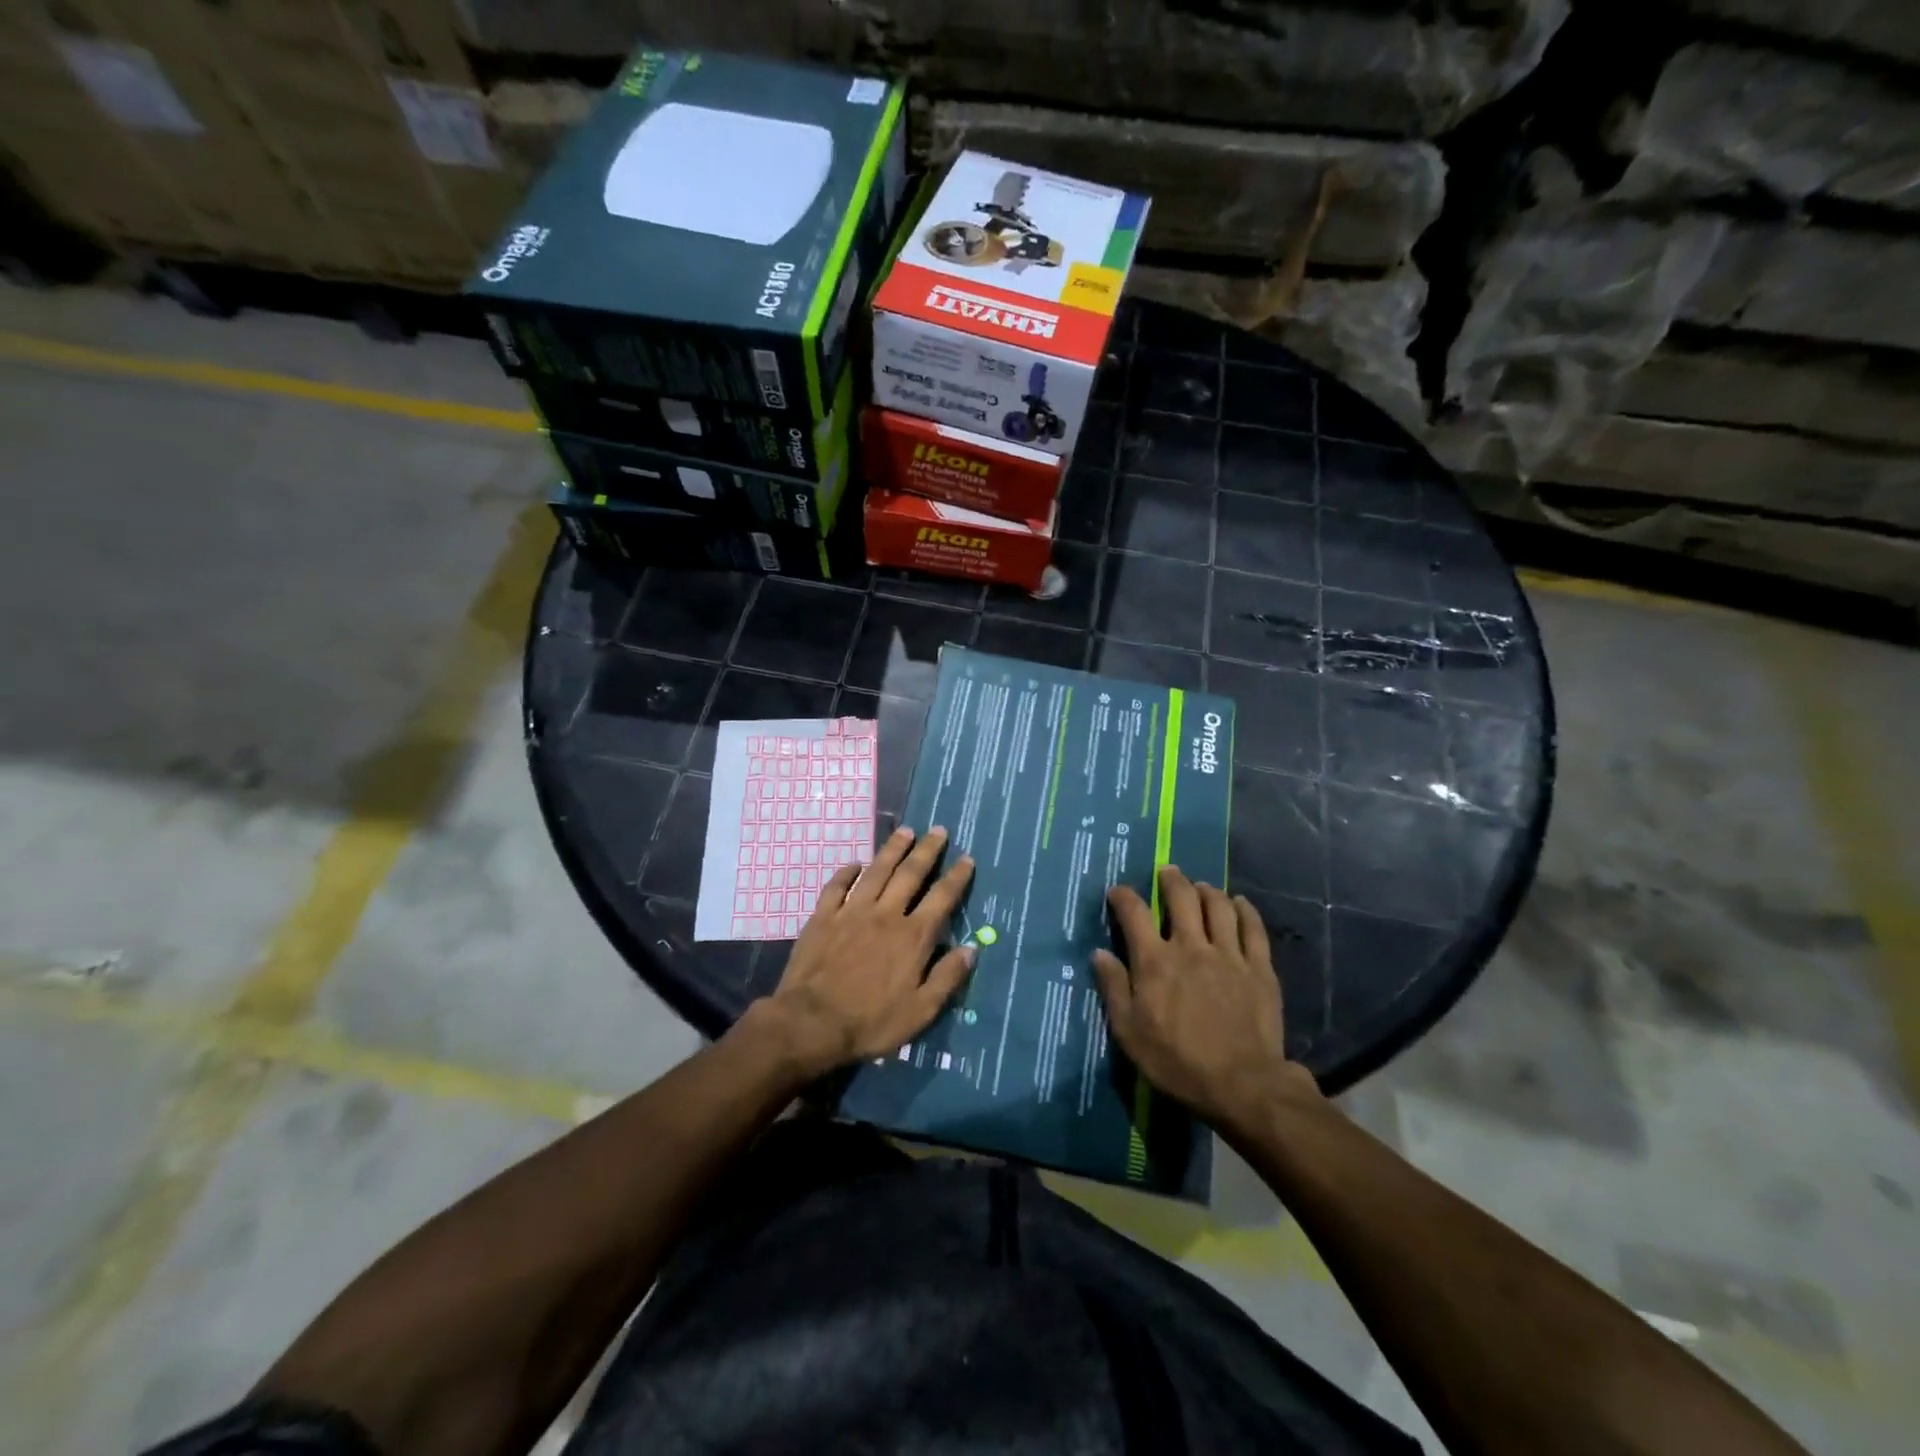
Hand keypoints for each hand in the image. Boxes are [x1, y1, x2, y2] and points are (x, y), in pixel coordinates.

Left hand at [762, 826, 975, 1076]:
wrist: (811, 1023)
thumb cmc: (871, 1022)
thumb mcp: (921, 1011)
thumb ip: (947, 978)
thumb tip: (971, 949)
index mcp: (913, 936)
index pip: (942, 898)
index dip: (957, 877)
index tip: (967, 858)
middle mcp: (886, 914)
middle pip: (911, 874)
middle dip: (927, 850)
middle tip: (938, 830)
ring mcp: (852, 911)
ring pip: (877, 871)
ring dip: (893, 849)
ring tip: (905, 831)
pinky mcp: (823, 917)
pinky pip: (837, 886)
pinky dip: (847, 871)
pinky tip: (855, 863)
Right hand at [1092, 865, 1316, 1129]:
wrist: (1242, 1085)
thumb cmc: (1177, 1061)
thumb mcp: (1129, 1032)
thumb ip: (1114, 988)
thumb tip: (1099, 953)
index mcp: (1155, 961)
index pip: (1134, 913)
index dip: (1123, 896)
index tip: (1118, 891)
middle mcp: (1191, 946)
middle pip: (1181, 897)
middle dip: (1171, 880)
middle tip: (1167, 873)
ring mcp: (1229, 954)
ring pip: (1218, 906)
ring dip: (1207, 890)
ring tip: (1201, 886)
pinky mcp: (1259, 968)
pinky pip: (1253, 928)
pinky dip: (1245, 910)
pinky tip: (1240, 903)